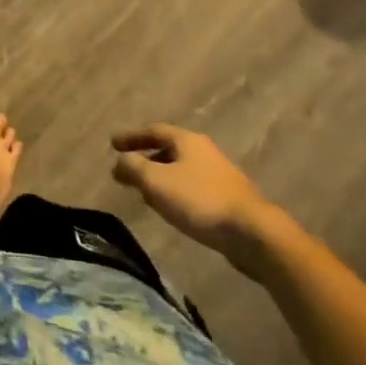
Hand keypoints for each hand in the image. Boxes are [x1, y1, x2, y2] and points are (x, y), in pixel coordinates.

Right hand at [112, 125, 284, 277]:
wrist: (252, 233)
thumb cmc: (199, 200)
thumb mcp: (156, 181)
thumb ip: (133, 167)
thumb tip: (119, 162)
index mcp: (187, 140)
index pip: (153, 131)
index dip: (131, 137)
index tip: (112, 144)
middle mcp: (204, 151)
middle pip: (169, 149)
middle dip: (146, 158)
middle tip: (127, 170)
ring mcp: (219, 175)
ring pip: (182, 170)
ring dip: (161, 178)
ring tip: (145, 193)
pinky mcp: (229, 199)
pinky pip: (193, 188)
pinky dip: (176, 193)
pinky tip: (172, 209)